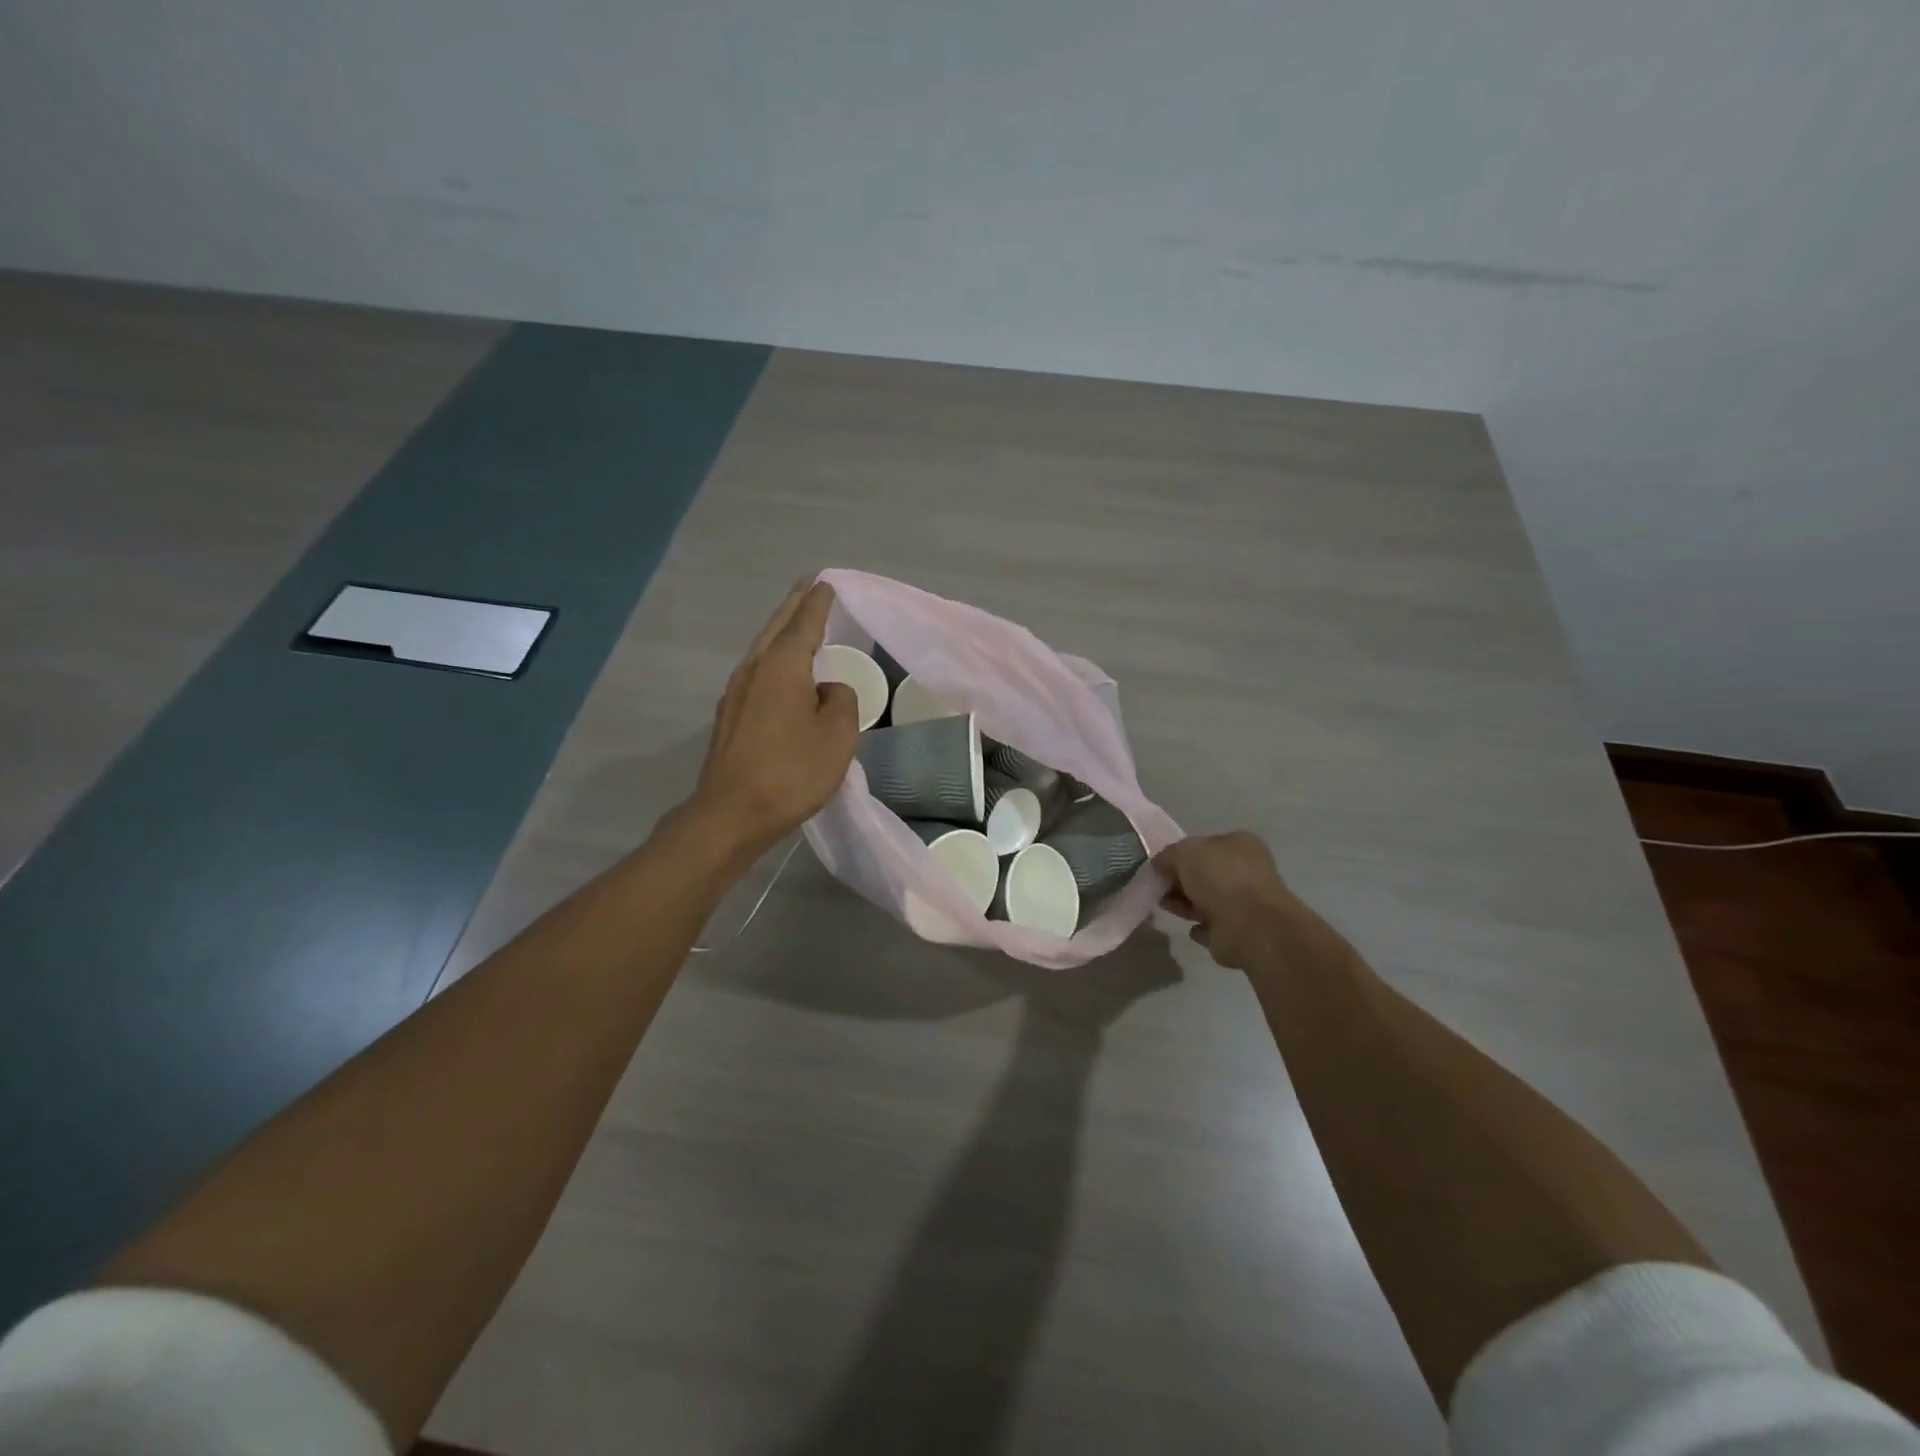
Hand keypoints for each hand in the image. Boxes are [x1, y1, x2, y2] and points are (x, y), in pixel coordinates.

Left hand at [688, 579, 860, 858]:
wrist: (732, 814)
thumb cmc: (791, 772)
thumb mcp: (837, 736)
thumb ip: (841, 700)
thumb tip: (827, 691)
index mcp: (781, 667)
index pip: (804, 623)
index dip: (819, 603)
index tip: (826, 582)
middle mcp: (753, 670)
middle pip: (777, 628)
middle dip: (794, 605)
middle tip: (810, 586)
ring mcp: (735, 693)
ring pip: (763, 649)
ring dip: (782, 631)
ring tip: (799, 622)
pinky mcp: (729, 717)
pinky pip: (758, 673)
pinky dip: (775, 660)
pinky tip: (783, 672)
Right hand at [1153, 831, 1307, 971]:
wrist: (1250, 926)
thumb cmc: (1220, 877)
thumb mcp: (1185, 852)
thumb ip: (1168, 855)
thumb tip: (1159, 866)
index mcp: (1241, 844)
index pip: (1205, 844)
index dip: (1180, 854)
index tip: (1160, 866)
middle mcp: (1246, 871)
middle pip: (1204, 873)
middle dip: (1179, 881)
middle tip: (1159, 888)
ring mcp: (1245, 903)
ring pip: (1206, 900)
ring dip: (1185, 903)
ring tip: (1165, 906)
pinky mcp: (1239, 931)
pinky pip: (1212, 926)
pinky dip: (1199, 927)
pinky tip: (1190, 928)